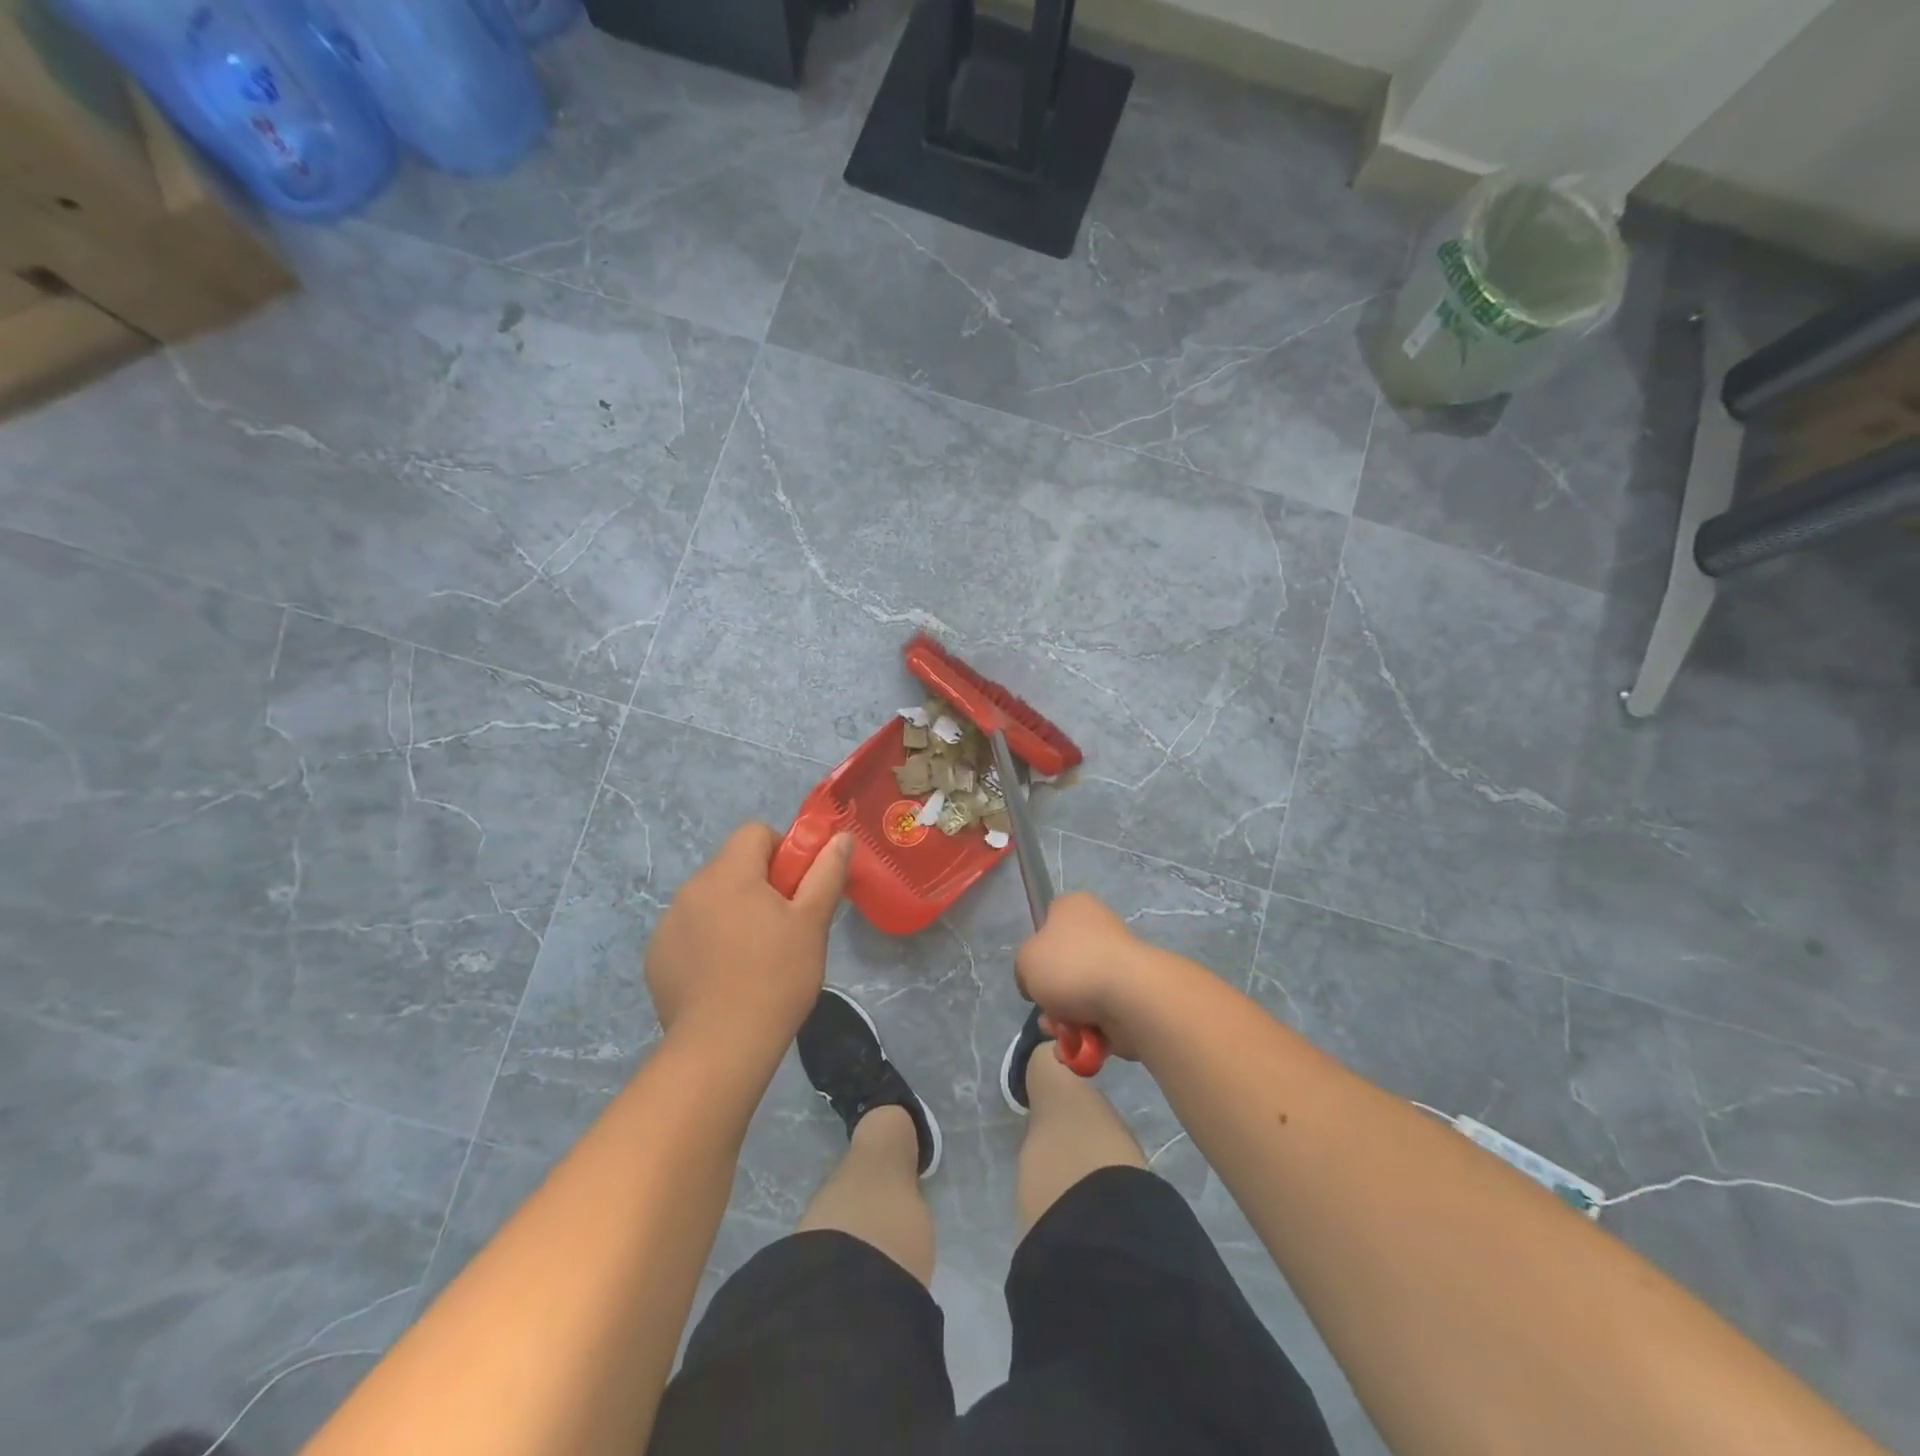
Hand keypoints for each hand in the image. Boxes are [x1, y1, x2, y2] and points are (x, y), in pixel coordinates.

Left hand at [646, 823, 852, 1047]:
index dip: (782, 852)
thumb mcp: (812, 921)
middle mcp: (690, 889)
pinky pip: (689, 932)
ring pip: (710, 900)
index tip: (796, 889)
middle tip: (782, 927)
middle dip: (758, 886)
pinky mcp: (656, 958)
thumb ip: (826, 872)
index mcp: (728, 873)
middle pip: (732, 866)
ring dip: (731, 913)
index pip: (755, 833)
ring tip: (753, 958)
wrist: (722, 1046)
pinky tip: (724, 978)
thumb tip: (840, 837)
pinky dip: (707, 943)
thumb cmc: (777, 976)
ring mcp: (668, 925)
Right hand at [1015, 892, 1157, 1060]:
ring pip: (1080, 997)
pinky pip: (1100, 1018)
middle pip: (1063, 967)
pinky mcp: (1132, 997)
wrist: (1129, 997)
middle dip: (1050, 998)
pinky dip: (1087, 1036)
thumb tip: (1038, 983)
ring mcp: (1118, 965)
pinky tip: (1080, 1046)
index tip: (1033, 971)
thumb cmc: (1071, 966)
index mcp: (1074, 908)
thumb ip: (1024, 969)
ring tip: (1063, 1035)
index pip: (1049, 920)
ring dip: (1065, 1022)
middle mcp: (1098, 930)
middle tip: (1047, 1013)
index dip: (1036, 947)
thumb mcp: (1026, 960)